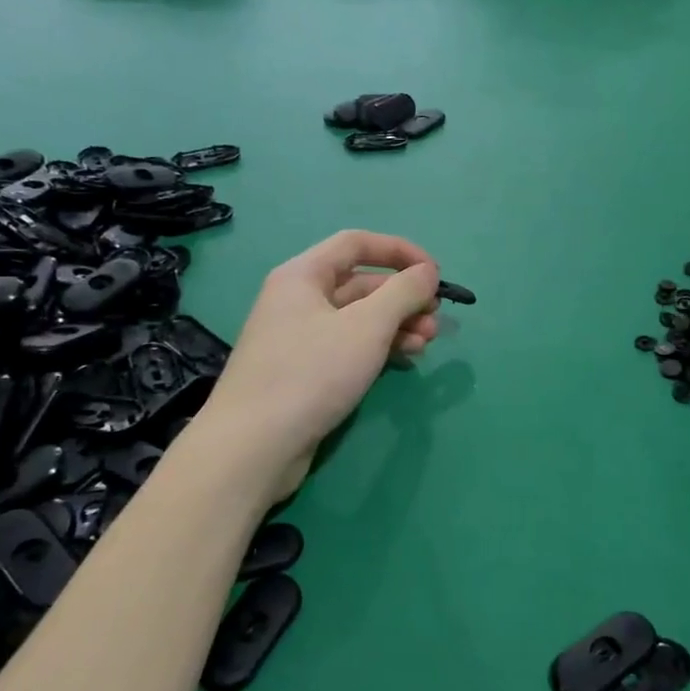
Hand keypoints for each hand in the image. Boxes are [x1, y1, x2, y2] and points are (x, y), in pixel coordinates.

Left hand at [195, 230, 441, 500]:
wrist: (253, 447)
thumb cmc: (311, 373)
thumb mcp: (367, 327)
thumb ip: (403, 292)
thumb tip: (428, 272)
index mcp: (303, 276)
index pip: (357, 243)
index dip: (400, 251)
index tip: (435, 273)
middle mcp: (299, 300)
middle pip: (361, 283)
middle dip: (403, 297)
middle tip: (436, 319)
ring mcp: (300, 338)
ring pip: (359, 318)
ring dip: (397, 324)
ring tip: (426, 343)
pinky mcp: (305, 372)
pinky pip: (350, 346)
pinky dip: (379, 347)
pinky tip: (404, 360)